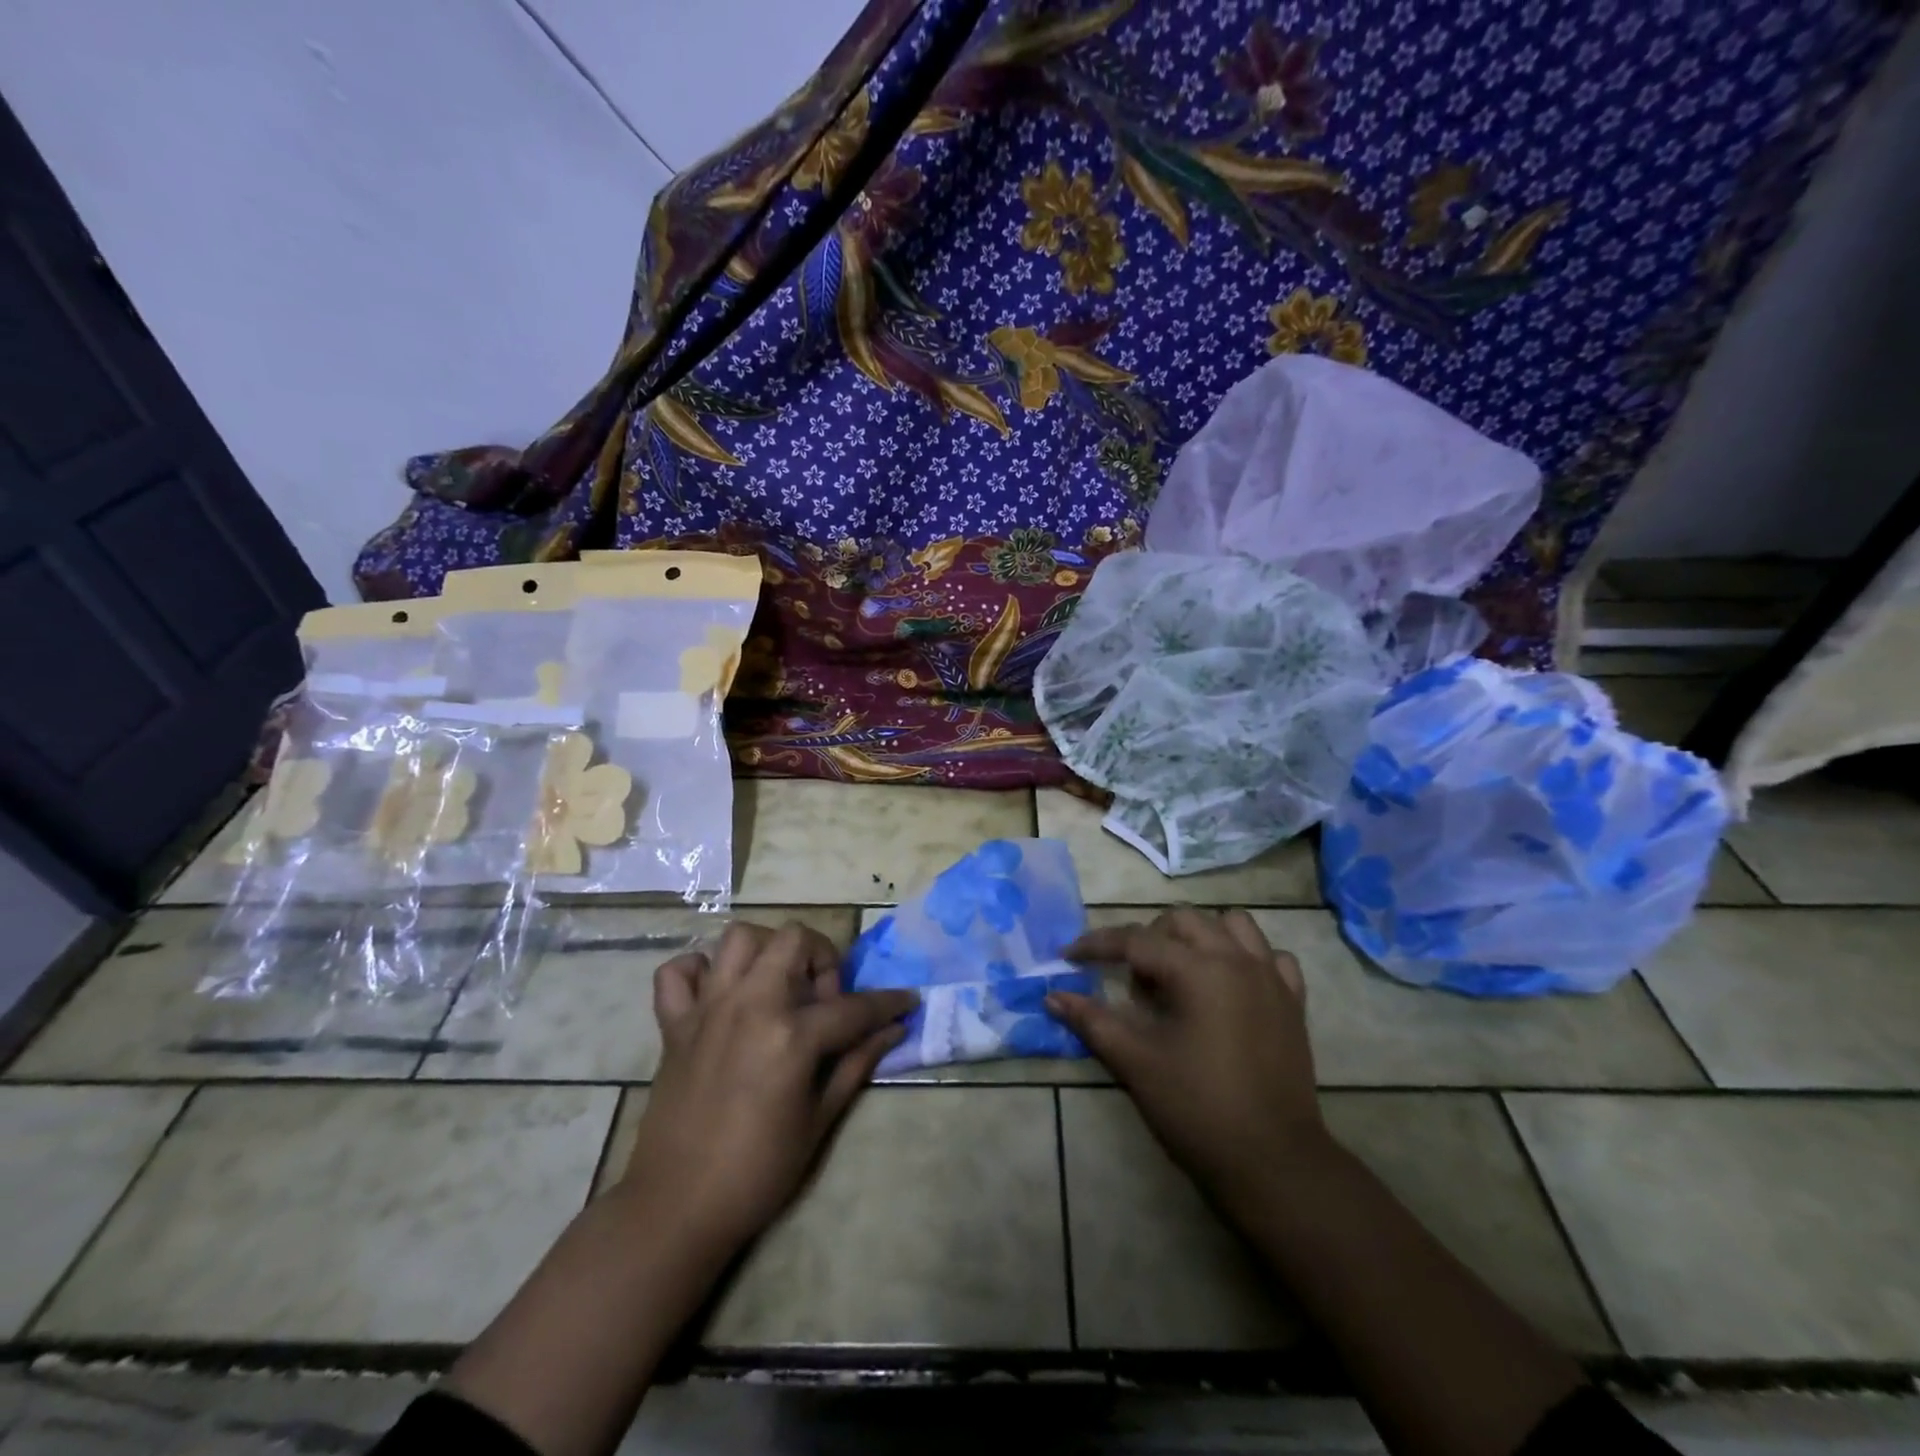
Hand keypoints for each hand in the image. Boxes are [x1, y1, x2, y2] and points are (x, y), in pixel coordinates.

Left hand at [615, 921, 915, 1256]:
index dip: (888, 1004)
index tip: (907, 1001)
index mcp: (790, 1035)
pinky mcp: (673, 1024)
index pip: (853, 1006)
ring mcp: (706, 1009)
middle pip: (794, 939)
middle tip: (824, 998)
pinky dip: (699, 970)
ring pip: (739, 938)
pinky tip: (718, 993)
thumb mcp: (820, 1120)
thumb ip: (856, 1063)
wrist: (677, 1208)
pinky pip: (678, 971)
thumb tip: (894, 1029)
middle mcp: (749, 1005)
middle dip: (822, 957)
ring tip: (778, 985)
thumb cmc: (758, 1172)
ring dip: (766, 950)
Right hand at [1047, 909, 1326, 1209]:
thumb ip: (1092, 1021)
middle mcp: (1237, 960)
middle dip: (1148, 938)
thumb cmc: (1197, 1109)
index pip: (1136, 940)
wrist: (1272, 1163)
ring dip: (1200, 936)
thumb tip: (1053, 997)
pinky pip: (1271, 957)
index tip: (1068, 957)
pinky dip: (1246, 958)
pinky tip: (1230, 986)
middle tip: (1131, 981)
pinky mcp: (1293, 1002)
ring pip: (1233, 925)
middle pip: (1183, 921)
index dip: (1097, 945)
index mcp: (1198, 970)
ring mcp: (1272, 978)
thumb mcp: (1135, 1062)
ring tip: (1180, 973)